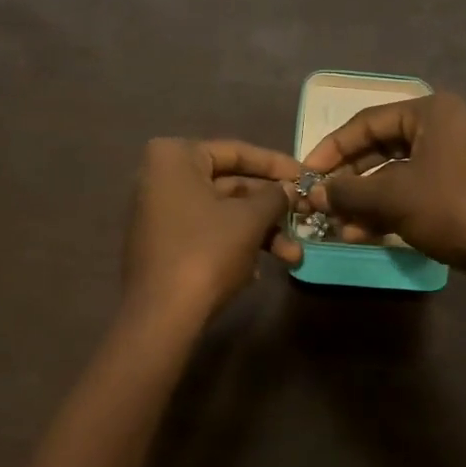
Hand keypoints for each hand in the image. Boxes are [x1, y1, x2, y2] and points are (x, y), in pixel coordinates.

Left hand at [123, 138, 303, 325]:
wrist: (162, 315)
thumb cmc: (207, 251)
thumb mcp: (250, 219)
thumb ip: (274, 196)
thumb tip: (289, 189)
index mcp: (175, 158)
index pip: (236, 151)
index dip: (276, 164)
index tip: (306, 175)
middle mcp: (161, 178)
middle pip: (229, 185)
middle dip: (270, 208)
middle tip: (305, 218)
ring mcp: (159, 213)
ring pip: (222, 214)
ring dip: (260, 233)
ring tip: (293, 256)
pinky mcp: (162, 245)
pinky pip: (207, 234)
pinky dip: (235, 246)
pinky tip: (259, 270)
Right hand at [302, 94, 465, 277]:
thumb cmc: (453, 209)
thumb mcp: (393, 198)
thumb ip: (348, 191)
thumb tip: (315, 192)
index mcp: (431, 112)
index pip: (366, 121)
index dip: (332, 147)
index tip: (306, 173)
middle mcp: (442, 129)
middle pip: (379, 147)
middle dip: (348, 177)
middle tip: (320, 199)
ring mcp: (452, 161)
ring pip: (393, 175)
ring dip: (363, 199)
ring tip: (336, 225)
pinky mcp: (457, 191)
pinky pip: (410, 194)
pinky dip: (384, 211)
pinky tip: (359, 234)